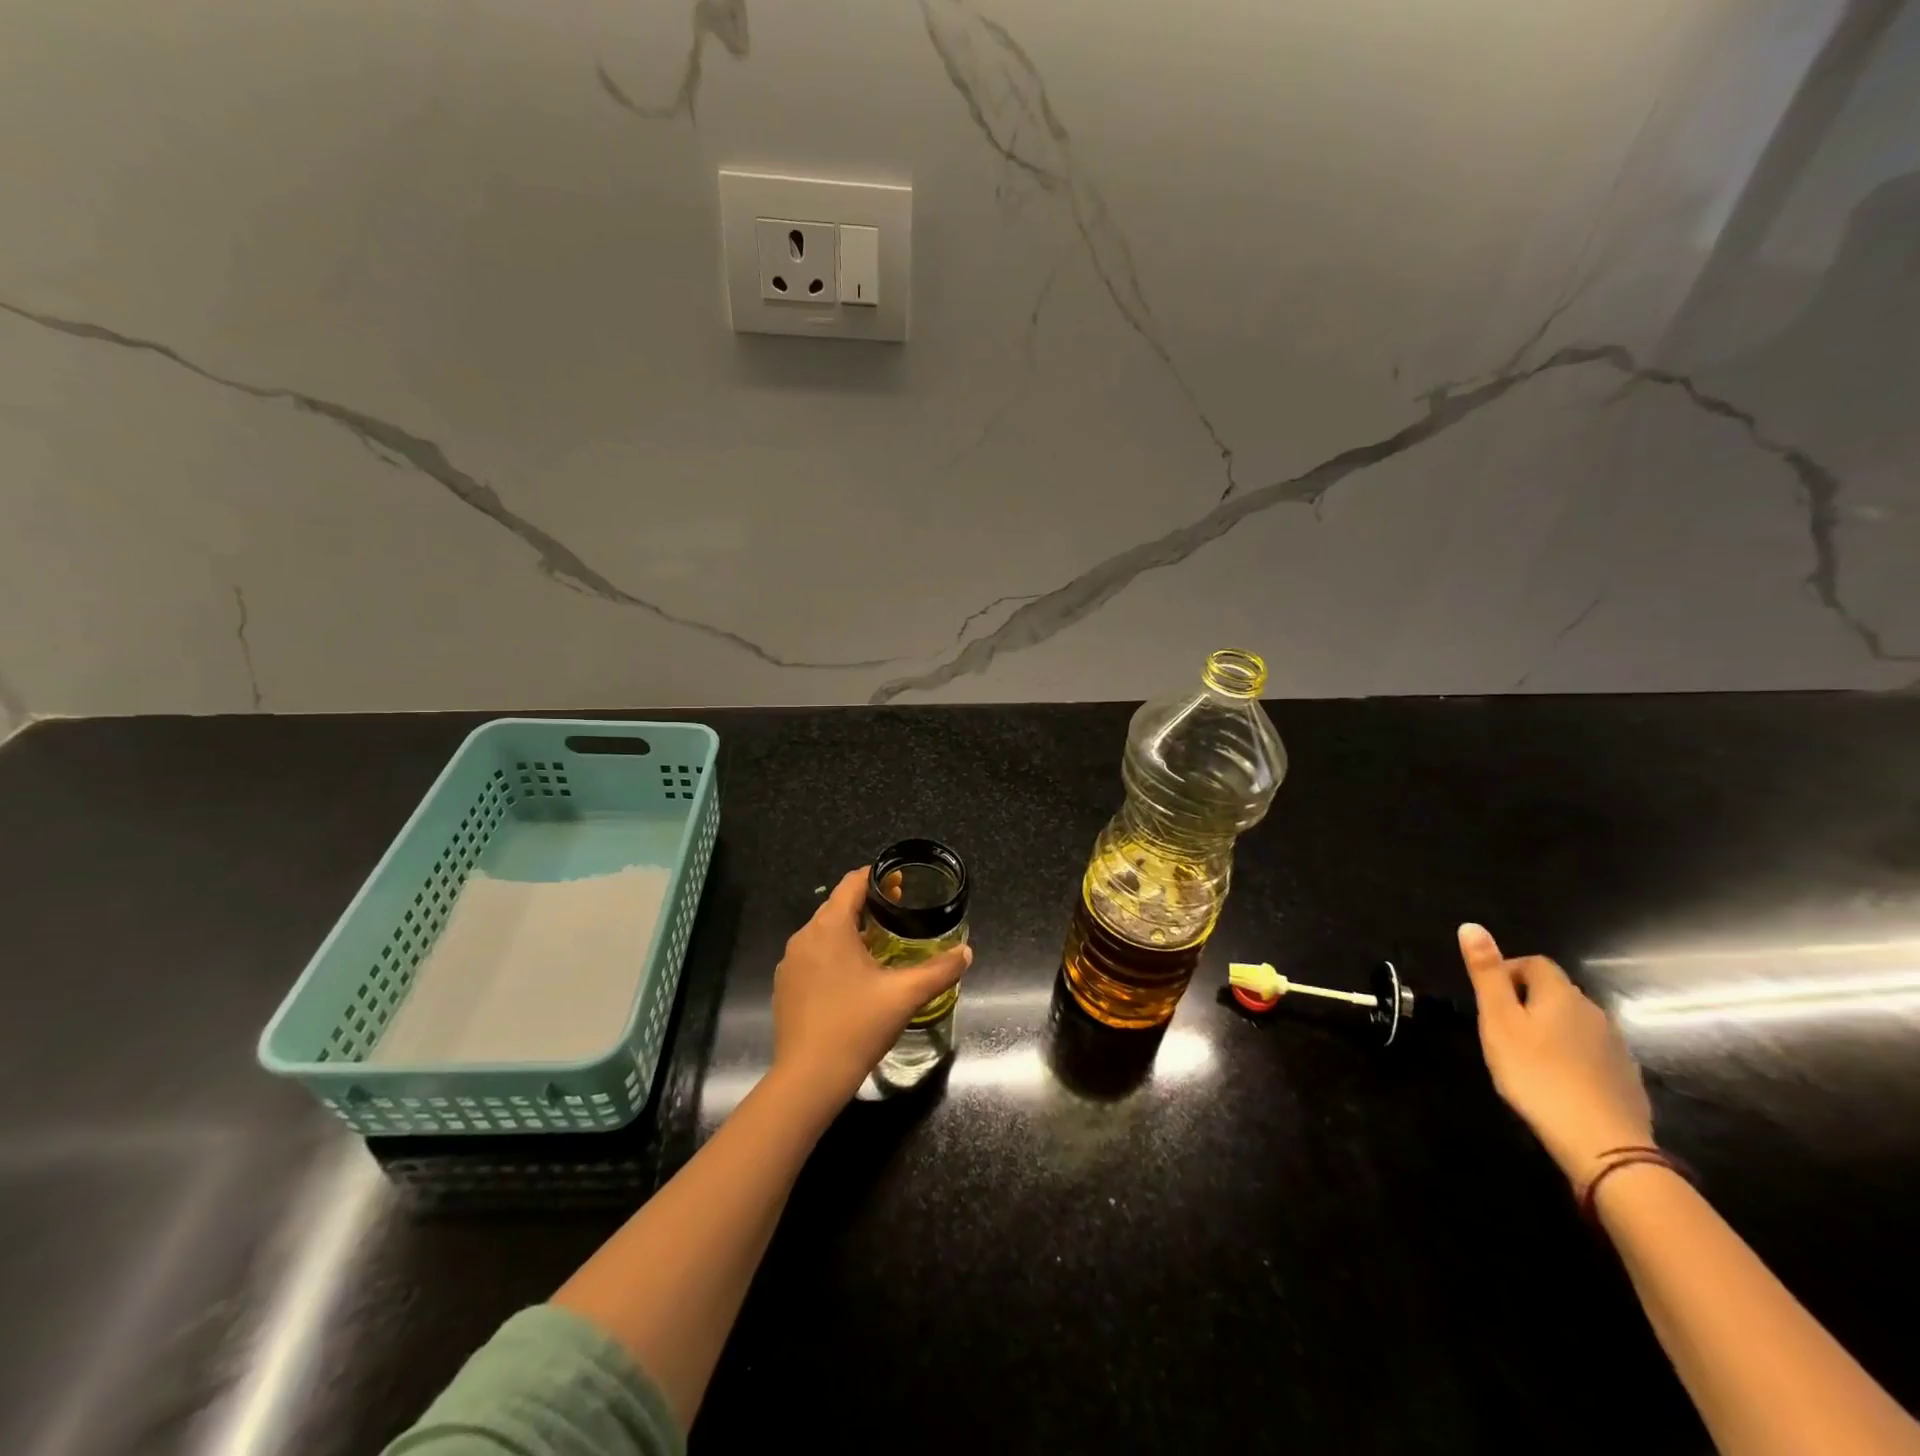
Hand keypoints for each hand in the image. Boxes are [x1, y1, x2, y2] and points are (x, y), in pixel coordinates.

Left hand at [769, 867, 971, 1115]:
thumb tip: (967, 952)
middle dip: (868, 905)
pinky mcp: (784, 986)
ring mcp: (790, 962)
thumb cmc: (857, 1026)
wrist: (809, 1078)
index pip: (852, 883)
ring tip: (879, 945)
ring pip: (824, 932)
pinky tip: (852, 978)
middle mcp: (804, 936)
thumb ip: (939, 970)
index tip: (902, 884)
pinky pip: (812, 956)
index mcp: (830, 926)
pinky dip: (833, 954)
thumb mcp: (905, 995)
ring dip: (850, 931)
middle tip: (898, 914)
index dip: (878, 877)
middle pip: (837, 906)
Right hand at [1457, 923, 1652, 1186]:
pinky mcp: (1626, 1078)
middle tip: (1500, 1029)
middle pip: (1556, 992)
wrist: (1602, 1143)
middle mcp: (1594, 1012)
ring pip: (1574, 1023)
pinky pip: (1591, 1052)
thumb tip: (1471, 926)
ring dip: (1549, 1029)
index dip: (1507, 972)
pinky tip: (1557, 1081)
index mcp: (1561, 995)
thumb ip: (1486, 974)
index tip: (1488, 999)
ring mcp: (1616, 1046)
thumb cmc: (1536, 1073)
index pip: (1534, 964)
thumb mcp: (1498, 1020)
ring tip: (1525, 1056)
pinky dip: (1571, 1056)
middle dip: (1526, 1001)